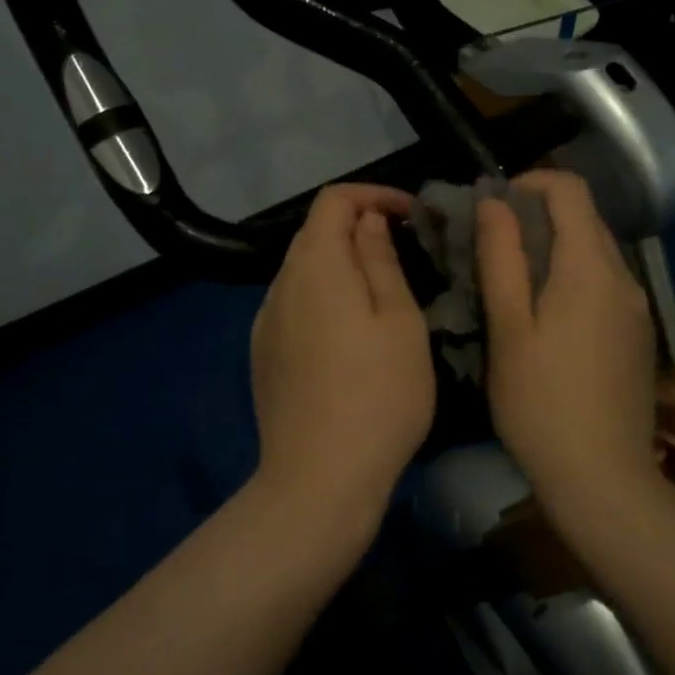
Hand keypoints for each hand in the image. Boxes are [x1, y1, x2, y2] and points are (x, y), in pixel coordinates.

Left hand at [250, 183, 435, 530]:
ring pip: (304, 271)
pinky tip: (348, 334)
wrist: (319, 479)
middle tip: (405, 252)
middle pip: (315, 234)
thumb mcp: (400, 321)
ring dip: (341, 265)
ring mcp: (265, 322)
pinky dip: (324, 297)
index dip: (374, 195)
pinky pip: (294, 305)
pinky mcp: (263, 355)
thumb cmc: (378, 395)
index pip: (334, 200)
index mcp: (315, 266)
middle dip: (359, 229)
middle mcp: (280, 285)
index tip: (412, 216)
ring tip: (381, 293)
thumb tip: (367, 221)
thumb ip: (380, 260)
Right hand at [476, 170, 657, 507]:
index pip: (570, 190)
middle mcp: (623, 277)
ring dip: (555, 247)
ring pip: (595, 252)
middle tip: (493, 244)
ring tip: (513, 280)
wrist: (603, 478)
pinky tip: (546, 316)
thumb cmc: (541, 402)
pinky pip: (605, 283)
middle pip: (585, 218)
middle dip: (538, 215)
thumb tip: (494, 202)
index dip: (530, 182)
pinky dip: (573, 276)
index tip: (494, 206)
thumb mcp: (508, 328)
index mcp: (590, 267)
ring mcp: (637, 307)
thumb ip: (502, 258)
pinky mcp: (638, 334)